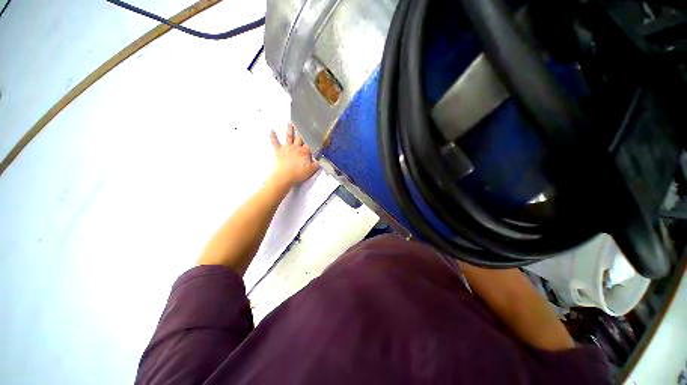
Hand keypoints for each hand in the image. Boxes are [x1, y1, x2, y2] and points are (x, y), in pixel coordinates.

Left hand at [270, 123, 318, 185]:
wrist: (285, 177)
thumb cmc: (298, 174)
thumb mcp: (312, 169)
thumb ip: (318, 162)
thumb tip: (323, 157)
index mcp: (305, 151)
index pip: (311, 143)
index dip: (315, 138)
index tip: (318, 133)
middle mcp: (296, 147)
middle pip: (300, 137)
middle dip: (302, 130)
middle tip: (303, 122)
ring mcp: (287, 148)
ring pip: (289, 136)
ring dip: (290, 129)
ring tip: (290, 121)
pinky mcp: (279, 151)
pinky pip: (275, 142)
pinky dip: (273, 136)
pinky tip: (271, 130)